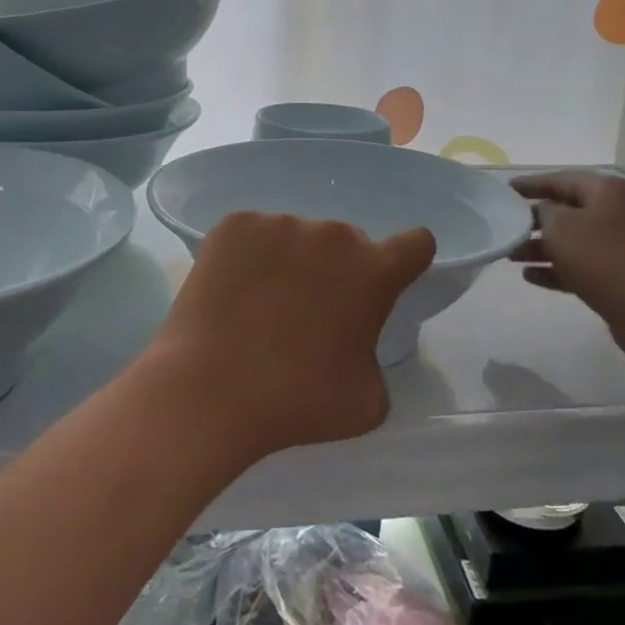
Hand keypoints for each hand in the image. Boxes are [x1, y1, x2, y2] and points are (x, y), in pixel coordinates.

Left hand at [146, 212, 435, 461]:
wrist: (208, 390)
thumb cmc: (296, 402)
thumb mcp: (368, 399)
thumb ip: (375, 356)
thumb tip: (356, 342)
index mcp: (373, 271)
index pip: (415, 244)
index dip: (406, 261)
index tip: (387, 281)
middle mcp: (331, 234)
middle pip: (345, 243)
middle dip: (336, 270)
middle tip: (307, 313)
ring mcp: (279, 223)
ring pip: (297, 238)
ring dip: (291, 261)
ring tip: (261, 306)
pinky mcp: (234, 224)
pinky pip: (254, 235)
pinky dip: (250, 256)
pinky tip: (233, 292)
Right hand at [510, 170, 624, 363]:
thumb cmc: (609, 262)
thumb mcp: (564, 229)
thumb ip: (544, 213)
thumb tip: (542, 212)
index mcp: (607, 191)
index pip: (561, 179)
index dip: (531, 184)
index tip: (504, 190)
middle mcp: (617, 213)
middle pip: (567, 210)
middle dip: (533, 220)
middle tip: (503, 228)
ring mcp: (623, 246)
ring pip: (572, 241)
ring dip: (541, 248)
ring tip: (510, 257)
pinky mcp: (622, 278)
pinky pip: (582, 267)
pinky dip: (557, 269)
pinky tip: (531, 278)